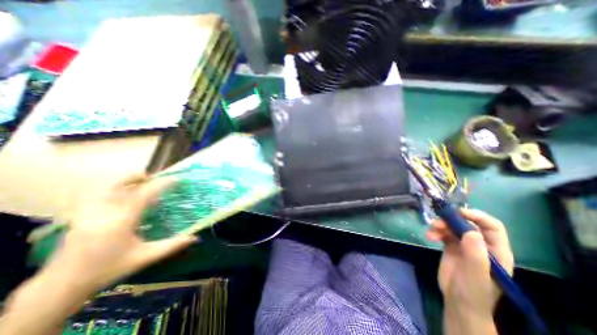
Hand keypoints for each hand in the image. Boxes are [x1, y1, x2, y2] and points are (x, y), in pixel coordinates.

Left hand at [0, 174, 196, 334]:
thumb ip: (171, 246)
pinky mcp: (81, 217)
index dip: (162, 184)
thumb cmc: (108, 270)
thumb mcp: (144, 258)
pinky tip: (122, 195)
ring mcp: (88, 214)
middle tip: (153, 176)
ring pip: (105, 188)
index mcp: (121, 221)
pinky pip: (99, 195)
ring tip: (139, 181)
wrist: (61, 286)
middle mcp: (104, 213)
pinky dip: (113, 189)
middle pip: (118, 185)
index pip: (144, 194)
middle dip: (137, 176)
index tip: (176, 179)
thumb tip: (195, 238)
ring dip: (124, 181)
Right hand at [426, 210, 515, 316]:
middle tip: (437, 223)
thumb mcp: (475, 275)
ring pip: (453, 227)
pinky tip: (429, 237)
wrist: (457, 302)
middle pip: (467, 224)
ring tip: (431, 232)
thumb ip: (476, 255)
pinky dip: (435, 232)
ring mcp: (465, 245)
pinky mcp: (451, 247)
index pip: (492, 227)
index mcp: (496, 251)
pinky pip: (443, 233)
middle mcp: (481, 245)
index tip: (459, 212)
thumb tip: (471, 231)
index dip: (478, 216)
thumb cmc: (472, 291)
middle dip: (451, 221)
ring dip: (440, 226)